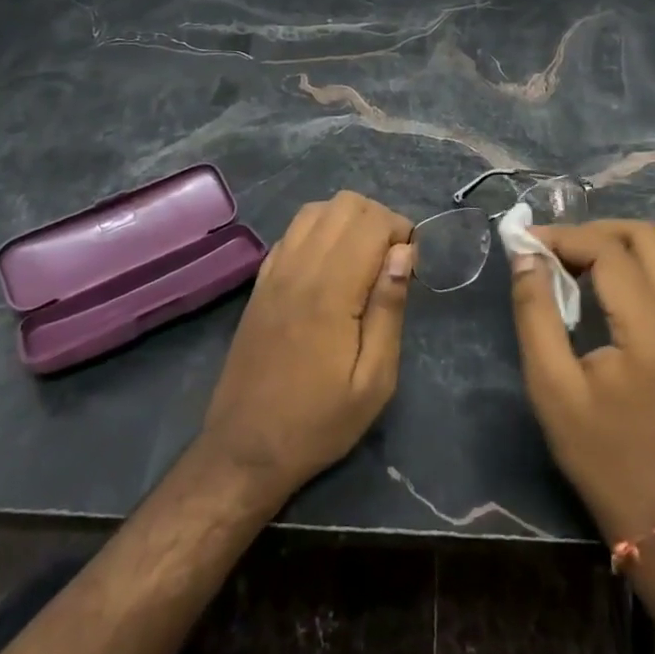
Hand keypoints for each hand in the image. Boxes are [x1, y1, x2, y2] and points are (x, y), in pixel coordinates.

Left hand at [199, 192, 414, 502]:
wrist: (244, 449)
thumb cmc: (318, 422)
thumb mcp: (373, 381)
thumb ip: (389, 309)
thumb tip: (403, 253)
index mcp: (331, 290)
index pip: (372, 222)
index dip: (401, 231)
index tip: (410, 265)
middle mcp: (300, 268)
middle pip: (344, 204)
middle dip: (378, 219)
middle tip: (390, 260)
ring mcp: (274, 271)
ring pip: (315, 210)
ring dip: (347, 220)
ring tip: (362, 258)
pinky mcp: (260, 282)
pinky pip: (292, 231)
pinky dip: (318, 231)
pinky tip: (329, 266)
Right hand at [511, 220, 654, 544]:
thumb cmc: (600, 452)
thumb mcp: (551, 386)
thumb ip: (535, 313)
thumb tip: (527, 256)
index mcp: (651, 332)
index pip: (609, 252)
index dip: (564, 237)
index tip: (528, 244)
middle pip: (646, 235)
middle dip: (595, 232)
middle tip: (557, 252)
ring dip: (626, 242)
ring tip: (586, 262)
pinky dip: (651, 260)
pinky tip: (620, 284)